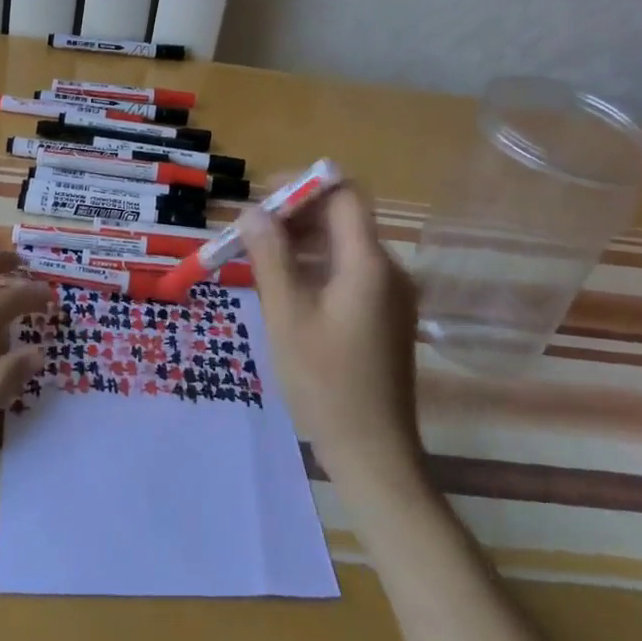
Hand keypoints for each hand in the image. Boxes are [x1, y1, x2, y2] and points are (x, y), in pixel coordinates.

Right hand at [238, 185, 421, 482]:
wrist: (374, 455)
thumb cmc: (326, 383)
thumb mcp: (287, 315)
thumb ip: (270, 256)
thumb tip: (252, 211)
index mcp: (369, 263)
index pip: (343, 195)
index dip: (303, 186)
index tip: (263, 197)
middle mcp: (388, 270)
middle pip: (342, 218)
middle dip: (296, 215)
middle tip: (251, 231)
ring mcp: (390, 295)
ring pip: (343, 246)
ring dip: (302, 241)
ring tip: (259, 259)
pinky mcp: (385, 316)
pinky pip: (349, 272)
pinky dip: (316, 267)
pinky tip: (286, 288)